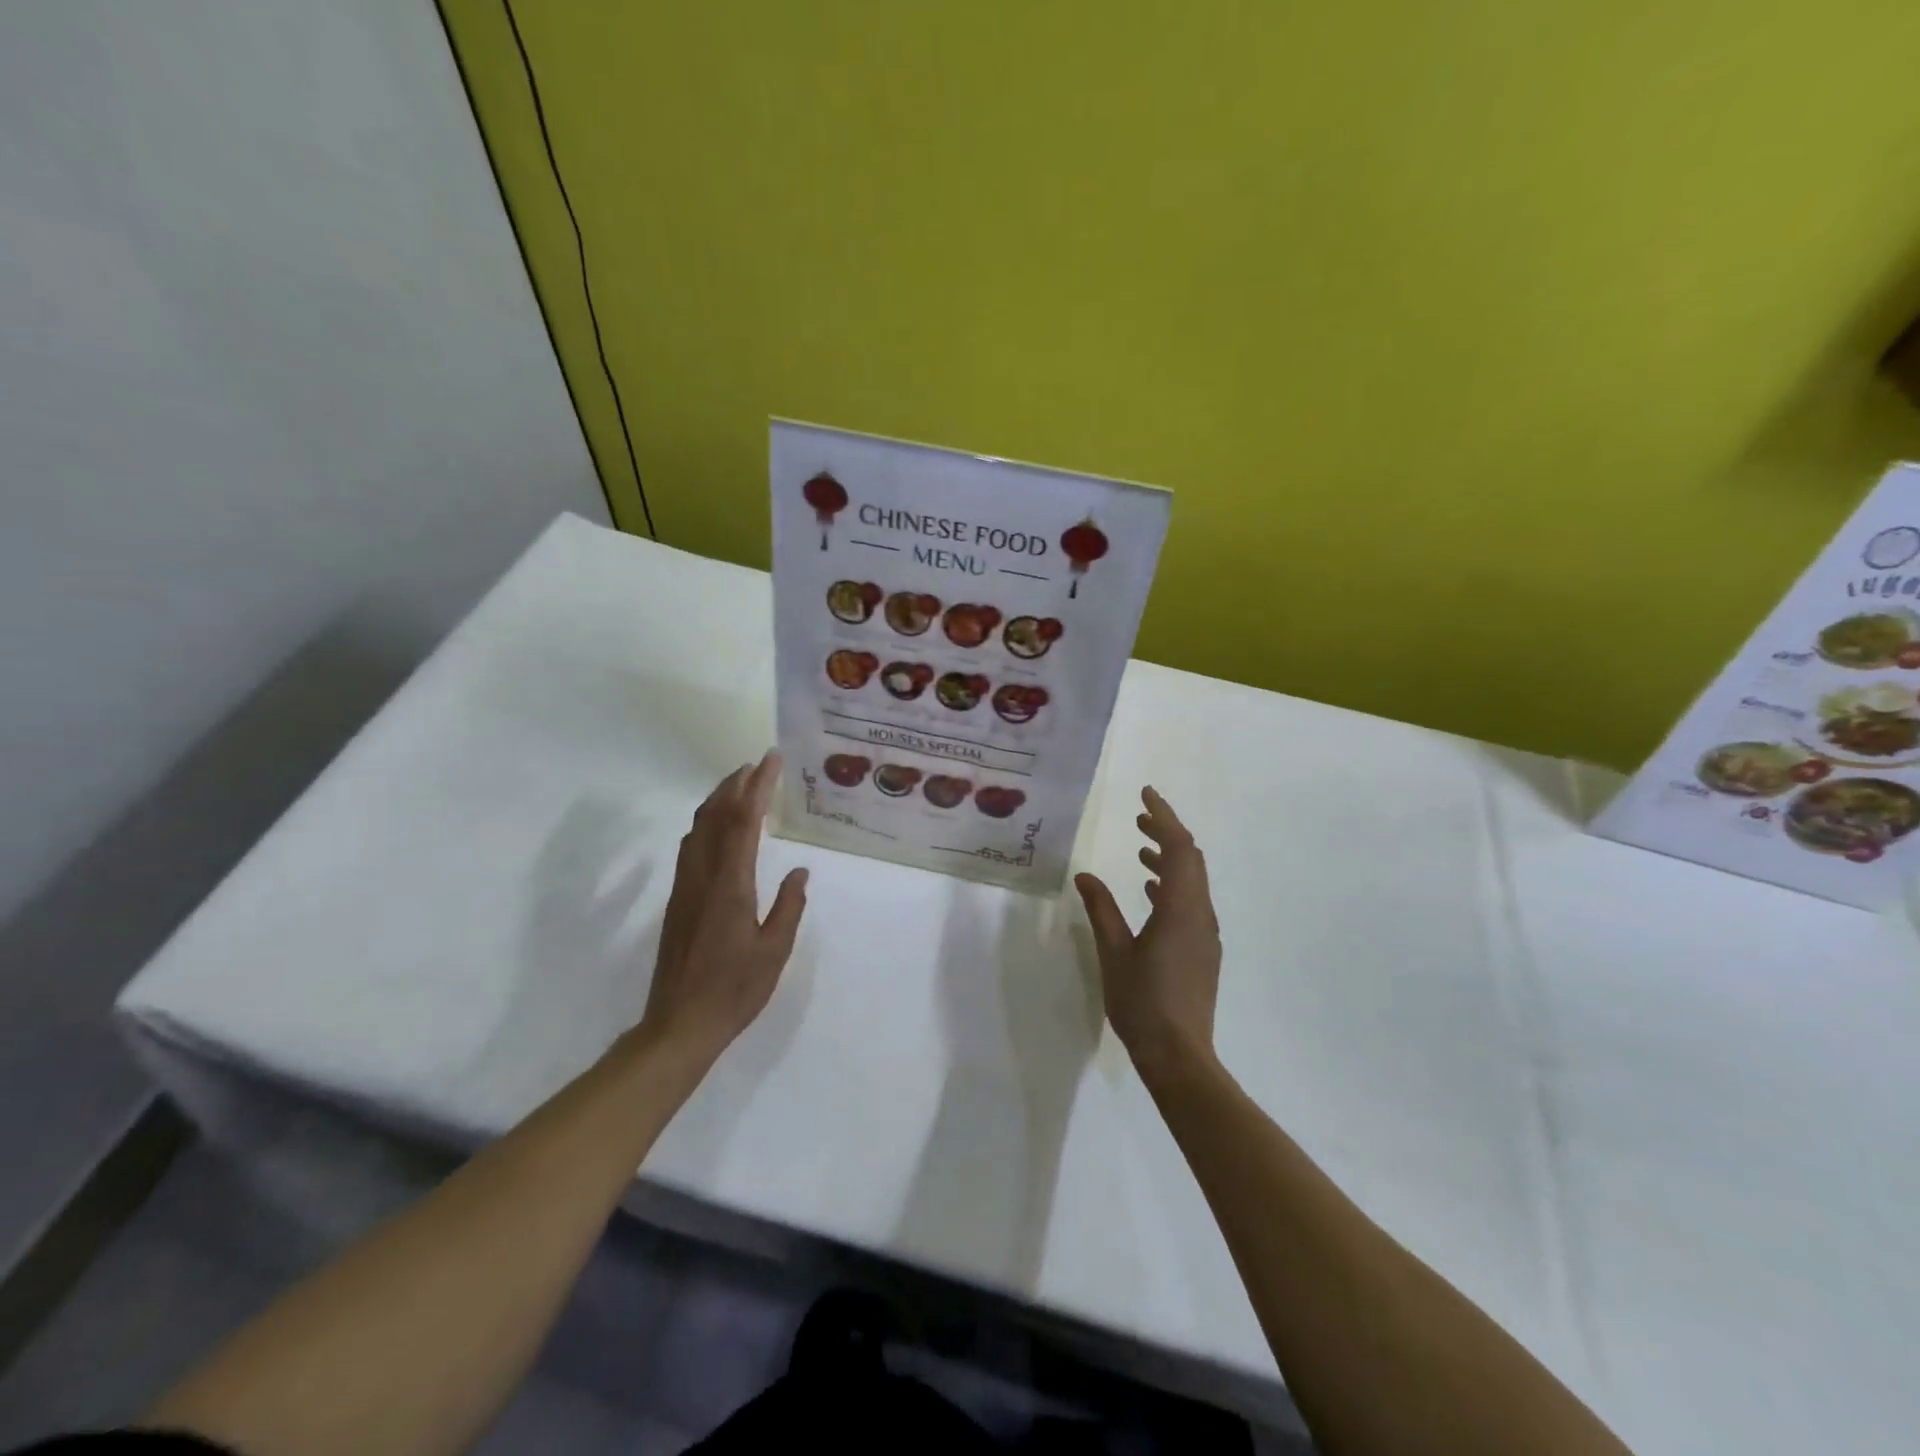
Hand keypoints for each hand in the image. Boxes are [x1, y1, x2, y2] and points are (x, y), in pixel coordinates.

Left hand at [636, 752, 807, 1069]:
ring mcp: (685, 887)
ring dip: (717, 800)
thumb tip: (801, 871)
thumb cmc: (734, 990)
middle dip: (735, 784)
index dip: (758, 787)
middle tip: (756, 765)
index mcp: (731, 885)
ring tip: (739, 786)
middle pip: (715, 816)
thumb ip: (789, 906)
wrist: (679, 1024)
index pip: (744, 822)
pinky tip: (717, 828)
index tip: (770, 760)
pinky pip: (691, 847)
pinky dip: (706, 824)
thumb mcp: (774, 951)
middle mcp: (703, 877)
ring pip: (697, 829)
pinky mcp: (677, 900)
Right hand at [1075, 787, 1221, 1082]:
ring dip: (1169, 859)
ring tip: (1140, 850)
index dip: (1164, 817)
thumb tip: (1085, 876)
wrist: (1179, 1056)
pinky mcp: (1202, 951)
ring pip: (1192, 881)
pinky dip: (1171, 886)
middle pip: (1191, 859)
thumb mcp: (1114, 952)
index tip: (1146, 794)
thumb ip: (1101, 910)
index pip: (1179, 848)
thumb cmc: (1143, 1002)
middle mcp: (1200, 914)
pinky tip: (1150, 891)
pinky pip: (1190, 902)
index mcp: (1181, 909)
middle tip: (1139, 817)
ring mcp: (1204, 934)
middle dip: (1167, 833)